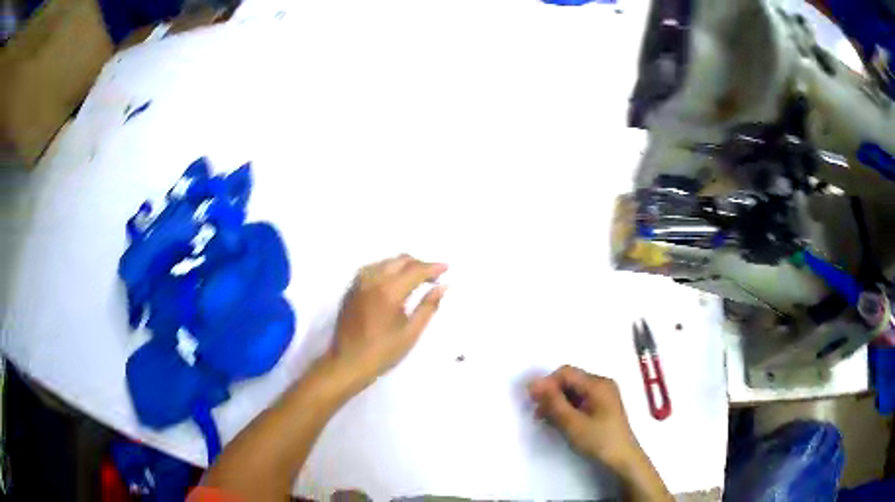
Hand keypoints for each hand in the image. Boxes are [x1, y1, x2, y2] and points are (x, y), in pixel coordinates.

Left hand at [328, 255, 447, 388]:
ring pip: (386, 262)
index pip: (415, 270)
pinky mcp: (352, 288)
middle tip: (433, 277)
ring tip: (416, 279)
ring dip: (403, 266)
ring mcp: (359, 282)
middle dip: (419, 264)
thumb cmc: (382, 352)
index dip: (433, 267)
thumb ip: (428, 307)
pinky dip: (388, 270)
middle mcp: (372, 280)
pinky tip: (395, 282)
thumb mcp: (411, 333)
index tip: (447, 267)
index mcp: (389, 291)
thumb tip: (442, 287)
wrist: (348, 362)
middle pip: (400, 260)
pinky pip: (373, 269)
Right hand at [529, 366, 671, 500]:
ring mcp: (604, 395)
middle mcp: (602, 383)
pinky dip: (568, 408)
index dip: (546, 384)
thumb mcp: (572, 422)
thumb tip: (533, 383)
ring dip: (558, 403)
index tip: (532, 402)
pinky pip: (580, 399)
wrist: (622, 459)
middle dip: (551, 395)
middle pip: (570, 380)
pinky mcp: (603, 406)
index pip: (565, 373)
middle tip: (538, 415)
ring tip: (547, 421)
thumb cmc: (598, 440)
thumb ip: (552, 402)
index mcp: (597, 383)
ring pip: (573, 391)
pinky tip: (560, 422)